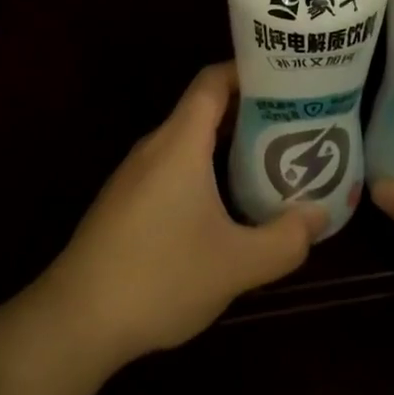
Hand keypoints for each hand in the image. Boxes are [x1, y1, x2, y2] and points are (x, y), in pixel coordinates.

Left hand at [34, 62, 324, 372]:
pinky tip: (224, 205)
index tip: (285, 79)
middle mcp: (155, 147)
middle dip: (249, 111)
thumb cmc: (159, 277)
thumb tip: (319, 215)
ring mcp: (134, 175)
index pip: (213, 81)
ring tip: (269, 160)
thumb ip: (285, 240)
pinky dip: (204, 169)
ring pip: (188, 141)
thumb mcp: (236, 265)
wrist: (74, 322)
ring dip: (227, 144)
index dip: (248, 72)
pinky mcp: (124, 203)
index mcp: (180, 143)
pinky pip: (172, 167)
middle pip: (204, 109)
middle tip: (292, 123)